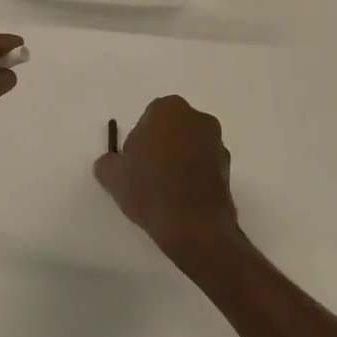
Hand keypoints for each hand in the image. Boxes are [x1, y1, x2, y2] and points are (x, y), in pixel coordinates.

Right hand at [94, 95, 243, 268]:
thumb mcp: (112, 175)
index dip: (138, 142)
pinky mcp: (229, 170)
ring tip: (164, 193)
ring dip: (178, 162)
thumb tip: (112, 163)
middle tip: (146, 177)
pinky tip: (181, 201)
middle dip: (160, 147)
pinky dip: (193, 178)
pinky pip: (203, 167)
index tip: (133, 165)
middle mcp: (198, 119)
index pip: (148, 119)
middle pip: (171, 130)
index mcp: (169, 109)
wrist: (194, 227)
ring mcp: (218, 144)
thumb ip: (108, 162)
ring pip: (189, 148)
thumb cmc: (150, 189)